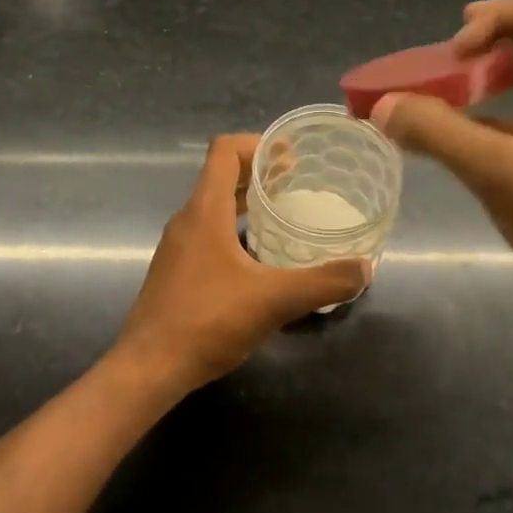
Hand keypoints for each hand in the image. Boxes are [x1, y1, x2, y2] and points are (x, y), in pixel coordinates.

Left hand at [112, 135, 372, 395]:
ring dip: (248, 203)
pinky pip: (209, 234)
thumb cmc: (207, 321)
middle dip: (259, 173)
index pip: (224, 151)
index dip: (257, 143)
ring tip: (285, 214)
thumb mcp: (273, 300)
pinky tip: (262, 259)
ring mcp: (178, 248)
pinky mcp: (177, 272)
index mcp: (204, 211)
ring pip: (215, 208)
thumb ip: (322, 282)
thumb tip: (364, 269)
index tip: (291, 154)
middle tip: (299, 181)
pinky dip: (237, 231)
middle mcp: (187, 221)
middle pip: (221, 177)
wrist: (149, 368)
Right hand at [369, 0, 512, 345]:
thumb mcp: (495, 170)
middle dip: (491, 39)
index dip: (496, 17)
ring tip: (447, 93)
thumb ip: (437, 132)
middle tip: (448, 58)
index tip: (456, 53)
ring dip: (490, 78)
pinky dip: (491, 117)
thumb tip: (383, 105)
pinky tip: (458, 141)